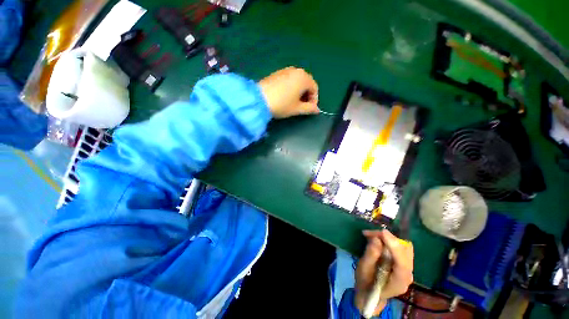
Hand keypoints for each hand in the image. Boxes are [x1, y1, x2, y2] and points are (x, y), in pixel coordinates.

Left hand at [258, 67, 318, 118]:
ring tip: (294, 102)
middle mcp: (296, 70)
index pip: (314, 88)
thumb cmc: (282, 105)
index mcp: (303, 78)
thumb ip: (309, 108)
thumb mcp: (297, 109)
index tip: (310, 109)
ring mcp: (285, 70)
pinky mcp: (277, 73)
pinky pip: (289, 79)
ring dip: (299, 91)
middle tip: (303, 106)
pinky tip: (286, 96)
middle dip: (307, 95)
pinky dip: (291, 87)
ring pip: (297, 81)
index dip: (314, 100)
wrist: (259, 99)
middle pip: (307, 83)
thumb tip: (317, 109)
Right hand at [355, 230, 413, 315]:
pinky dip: (390, 240)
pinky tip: (378, 238)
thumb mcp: (363, 269)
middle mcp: (408, 274)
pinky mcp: (404, 262)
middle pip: (405, 252)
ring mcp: (408, 268)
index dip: (394, 246)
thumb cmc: (365, 282)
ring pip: (404, 247)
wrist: (369, 291)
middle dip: (388, 239)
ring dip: (388, 238)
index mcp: (399, 281)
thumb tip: (376, 239)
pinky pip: (401, 247)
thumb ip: (371, 255)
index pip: (402, 262)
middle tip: (369, 234)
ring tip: (372, 235)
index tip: (383, 233)